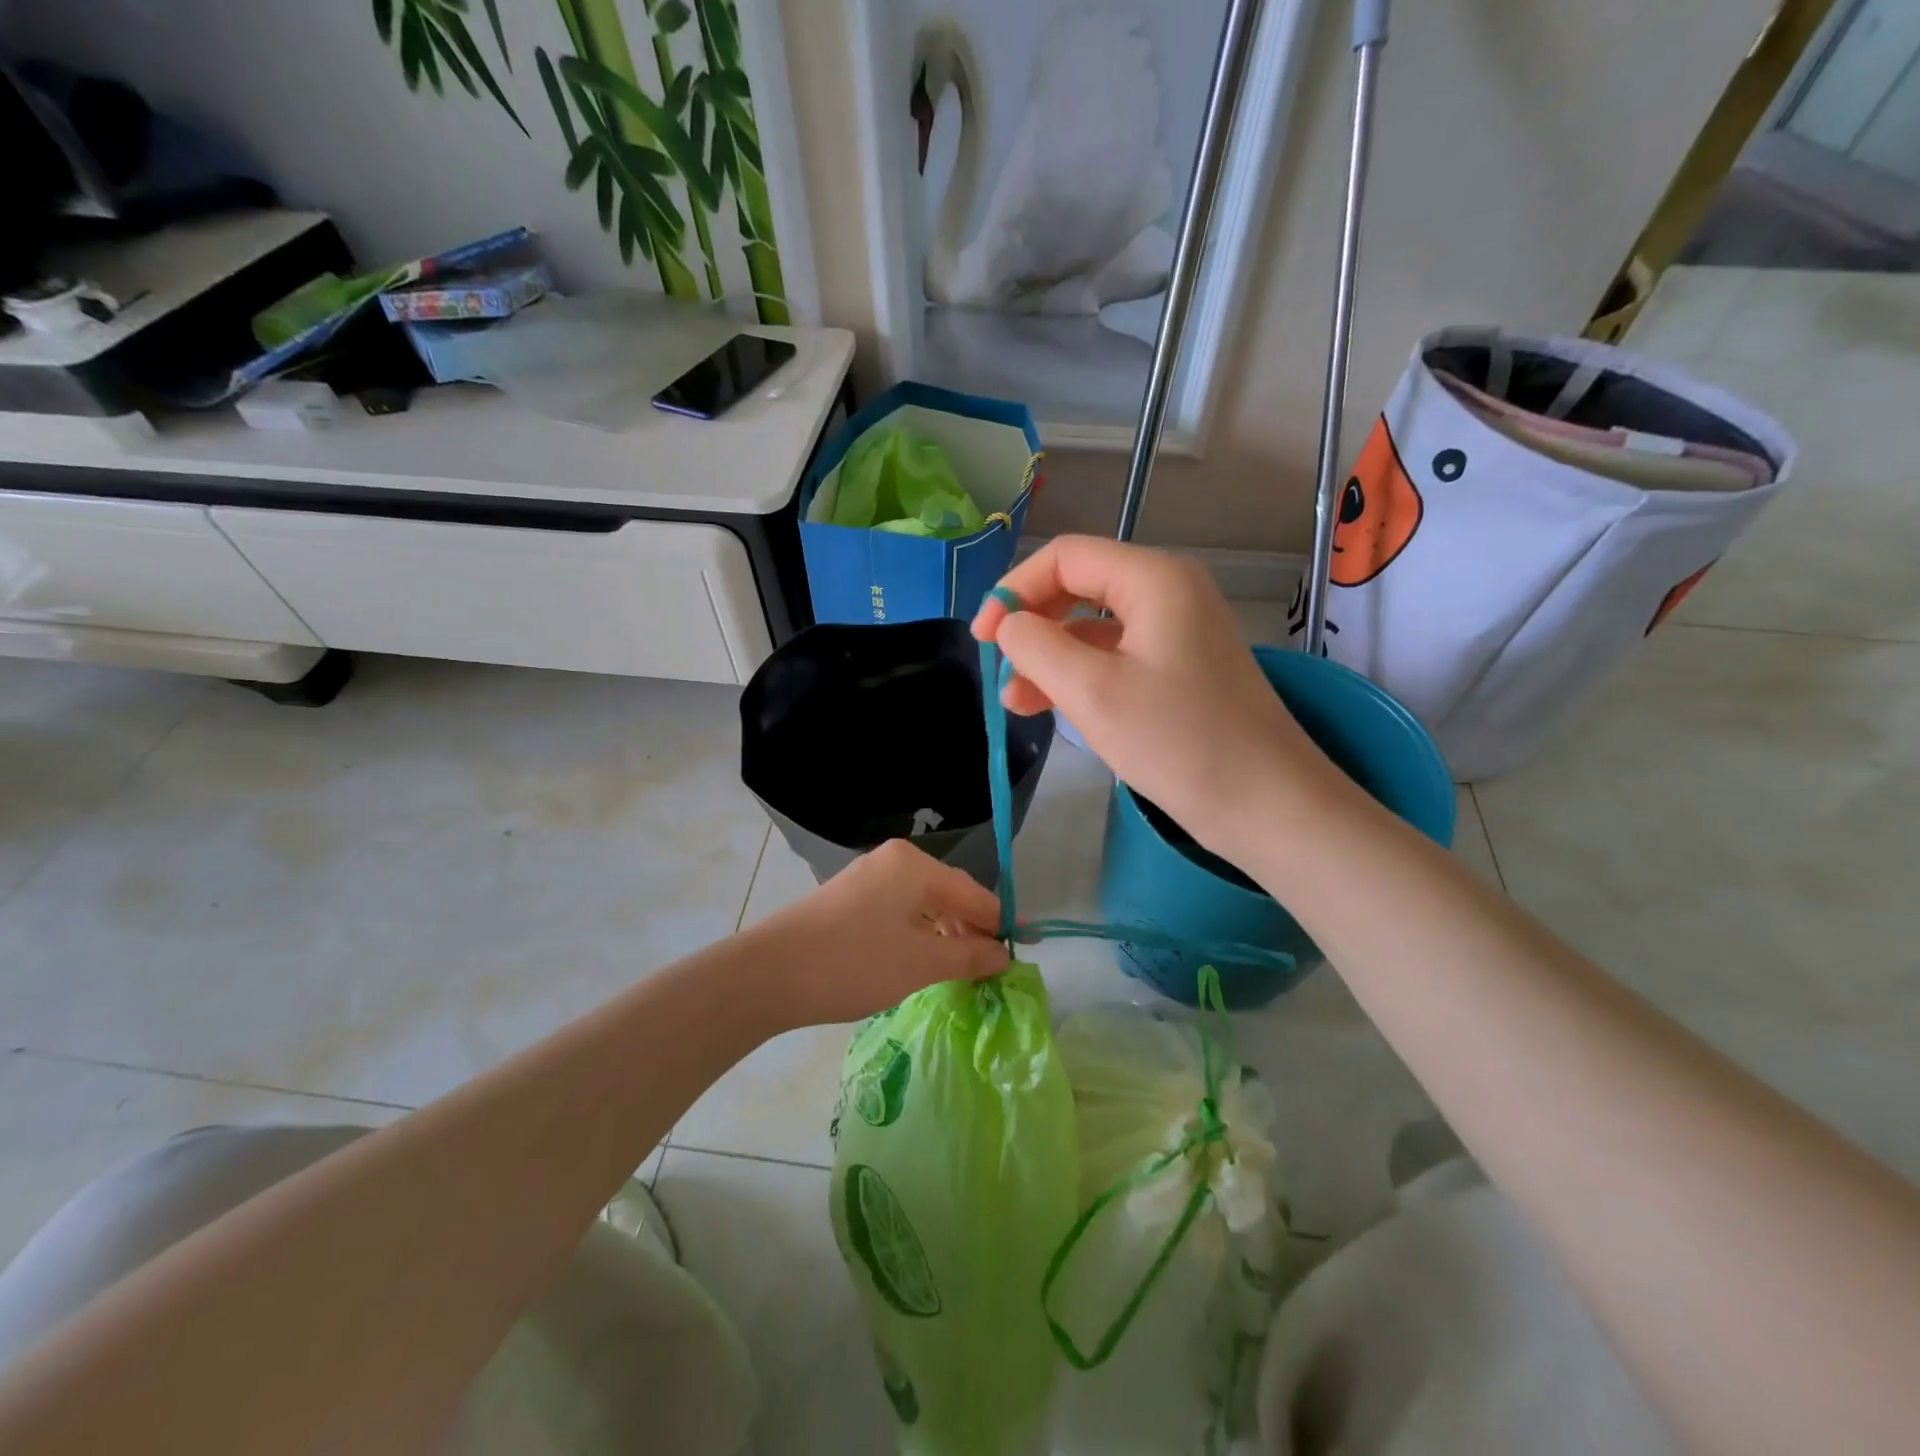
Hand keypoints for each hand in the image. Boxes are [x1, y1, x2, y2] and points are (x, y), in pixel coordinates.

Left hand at [750, 839, 1009, 1026]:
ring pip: (922, 904)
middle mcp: (893, 861)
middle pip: (948, 894)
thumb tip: (1003, 954)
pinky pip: (898, 911)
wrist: (768, 974)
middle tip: (990, 969)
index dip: (999, 923)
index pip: (973, 893)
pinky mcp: (849, 899)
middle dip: (971, 930)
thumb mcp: (921, 963)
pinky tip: (921, 960)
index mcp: (915, 865)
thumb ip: (968, 956)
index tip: (1022, 951)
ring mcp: (867, 877)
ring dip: (944, 935)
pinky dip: (917, 935)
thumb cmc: (854, 963)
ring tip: (959, 970)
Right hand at [972, 536, 1354, 861]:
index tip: (982, 639)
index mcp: (1153, 579)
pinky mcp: (1181, 667)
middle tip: (999, 670)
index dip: (1013, 590)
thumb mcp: (1092, 692)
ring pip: (1094, 627)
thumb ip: (1036, 646)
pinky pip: (1117, 655)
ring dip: (1050, 657)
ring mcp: (1179, 630)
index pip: (1065, 557)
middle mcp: (1169, 591)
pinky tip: (1055, 707)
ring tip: (1017, 703)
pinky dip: (1081, 675)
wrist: (1268, 805)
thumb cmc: (1179, 742)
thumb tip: (1008, 624)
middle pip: (1079, 586)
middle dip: (1031, 625)